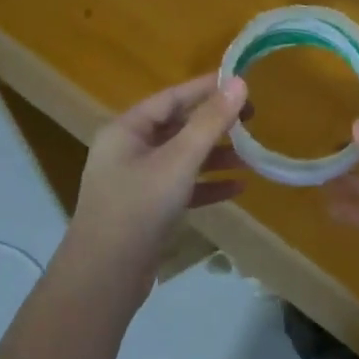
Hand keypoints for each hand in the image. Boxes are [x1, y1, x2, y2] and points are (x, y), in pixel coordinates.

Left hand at [68, 74, 248, 275]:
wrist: (105, 275)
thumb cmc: (139, 207)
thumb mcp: (179, 160)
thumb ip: (210, 122)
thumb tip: (239, 83)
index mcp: (126, 130)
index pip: (171, 98)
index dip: (206, 89)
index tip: (241, 83)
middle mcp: (128, 151)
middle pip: (177, 127)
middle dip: (215, 125)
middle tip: (253, 119)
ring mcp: (137, 182)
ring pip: (182, 159)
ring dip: (215, 156)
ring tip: (251, 156)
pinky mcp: (147, 210)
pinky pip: (182, 187)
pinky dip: (207, 185)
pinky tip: (237, 188)